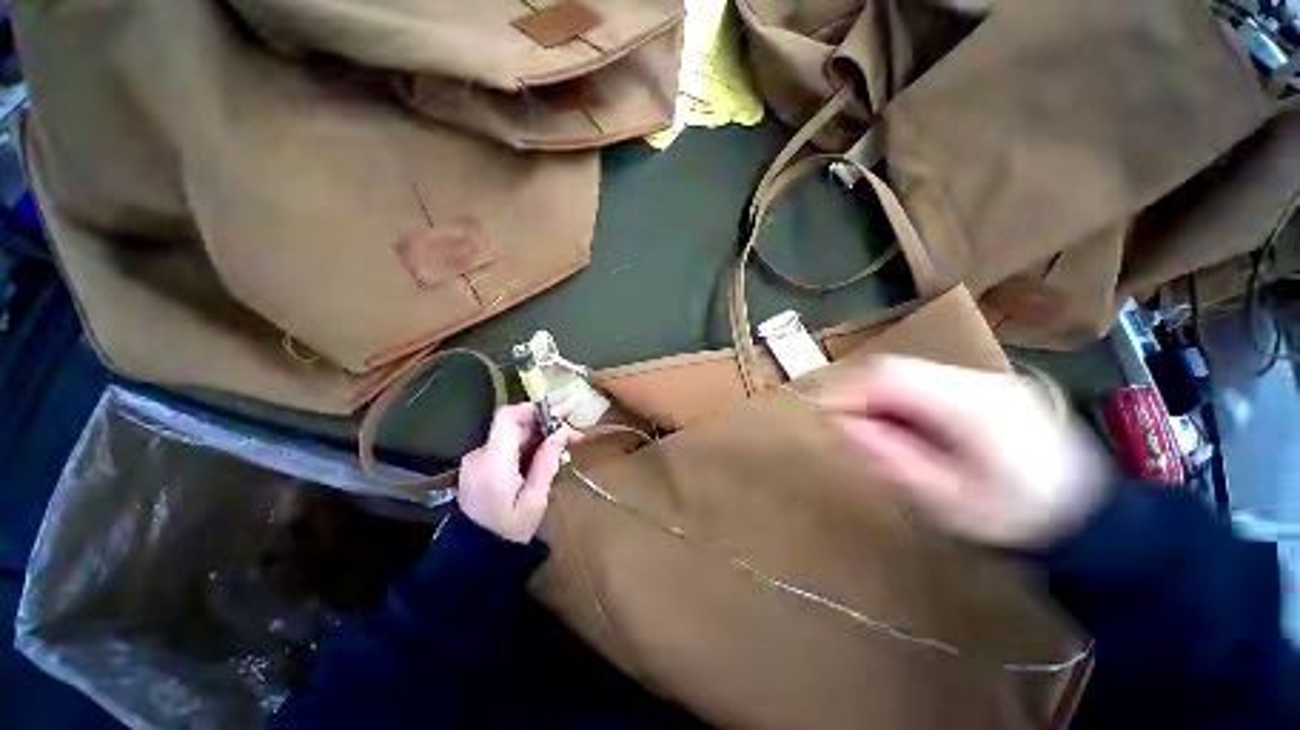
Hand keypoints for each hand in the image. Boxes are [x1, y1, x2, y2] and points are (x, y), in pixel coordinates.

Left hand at [458, 403, 580, 543]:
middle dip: (546, 422)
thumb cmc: (510, 531)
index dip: (534, 409)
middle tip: (574, 427)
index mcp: (493, 463)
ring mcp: (477, 460)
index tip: (560, 412)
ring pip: (512, 434)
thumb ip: (546, 462)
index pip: (508, 418)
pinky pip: (507, 446)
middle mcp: (480, 455)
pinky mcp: (479, 465)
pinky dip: (529, 443)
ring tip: (568, 437)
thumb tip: (561, 432)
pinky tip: (548, 449)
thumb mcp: (535, 500)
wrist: (476, 556)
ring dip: (540, 433)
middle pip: (514, 425)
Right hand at [822, 356, 1109, 548]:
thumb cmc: (1015, 519)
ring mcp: (988, 379)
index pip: (889, 377)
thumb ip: (889, 455)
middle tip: (844, 423)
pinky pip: (928, 380)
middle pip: (896, 367)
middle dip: (858, 392)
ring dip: (879, 395)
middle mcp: (978, 380)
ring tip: (872, 427)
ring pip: (909, 371)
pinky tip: (906, 424)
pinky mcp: (990, 386)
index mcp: (969, 405)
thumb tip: (841, 423)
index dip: (846, 390)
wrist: (1092, 519)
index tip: (823, 414)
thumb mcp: (943, 498)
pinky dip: (902, 397)